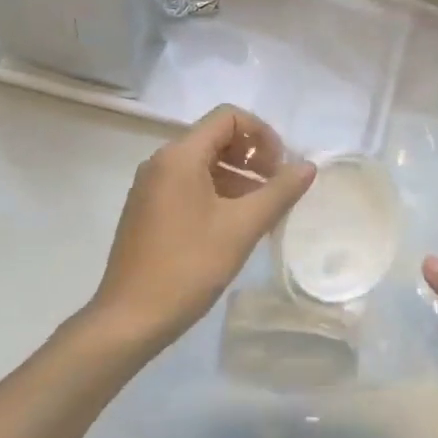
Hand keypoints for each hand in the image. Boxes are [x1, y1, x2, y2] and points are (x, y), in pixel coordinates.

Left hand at [92, 105, 314, 352]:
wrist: (129, 320)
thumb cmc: (189, 267)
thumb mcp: (242, 227)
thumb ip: (279, 192)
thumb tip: (308, 166)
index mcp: (180, 156)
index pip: (228, 117)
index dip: (262, 134)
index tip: (280, 167)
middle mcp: (161, 161)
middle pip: (215, 137)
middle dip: (252, 155)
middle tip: (275, 187)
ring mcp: (150, 186)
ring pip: (203, 163)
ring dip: (237, 176)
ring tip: (261, 209)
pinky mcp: (146, 209)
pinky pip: (188, 184)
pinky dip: (216, 192)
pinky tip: (233, 224)